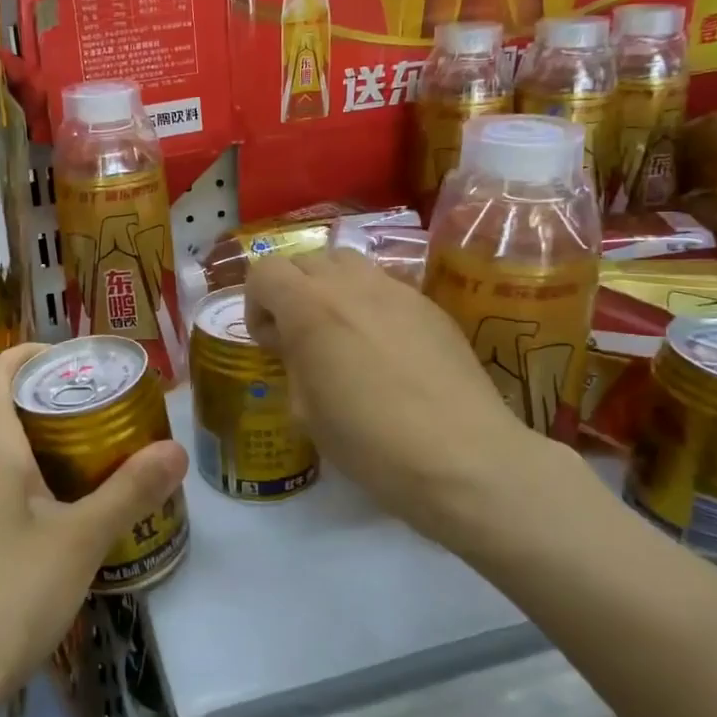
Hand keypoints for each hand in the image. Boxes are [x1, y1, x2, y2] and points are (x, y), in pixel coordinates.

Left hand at [0, 343, 187, 711]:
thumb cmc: (9, 594)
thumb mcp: (82, 539)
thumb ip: (130, 491)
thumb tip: (175, 451)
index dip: (30, 352)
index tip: (75, 359)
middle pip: (1, 409)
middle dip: (50, 401)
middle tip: (103, 411)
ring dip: (41, 444)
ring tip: (92, 458)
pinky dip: (28, 481)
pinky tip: (61, 517)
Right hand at [245, 250, 572, 543]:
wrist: (461, 456)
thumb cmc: (369, 440)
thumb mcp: (306, 410)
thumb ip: (292, 362)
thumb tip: (295, 343)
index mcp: (310, 306)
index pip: (265, 270)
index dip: (256, 302)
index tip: (269, 341)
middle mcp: (351, 284)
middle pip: (306, 260)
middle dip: (293, 291)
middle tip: (302, 336)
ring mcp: (396, 289)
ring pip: (348, 263)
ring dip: (332, 288)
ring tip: (343, 333)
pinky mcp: (430, 305)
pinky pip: (386, 287)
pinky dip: (371, 303)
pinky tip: (388, 350)